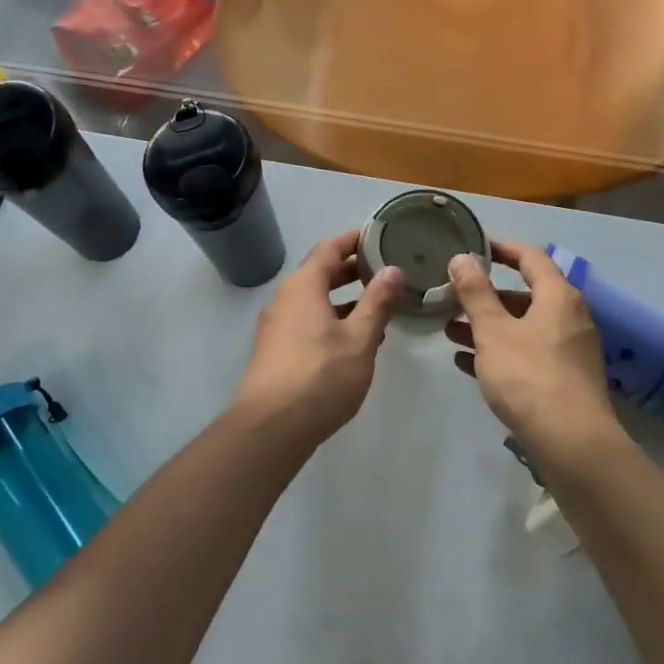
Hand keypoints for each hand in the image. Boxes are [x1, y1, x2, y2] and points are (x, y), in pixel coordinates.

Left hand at [231, 230, 406, 444]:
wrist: (270, 427)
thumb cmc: (320, 376)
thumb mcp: (359, 338)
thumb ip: (377, 302)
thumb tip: (393, 269)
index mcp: (303, 286)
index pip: (329, 248)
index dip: (353, 239)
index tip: (378, 235)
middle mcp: (285, 299)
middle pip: (320, 272)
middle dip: (351, 269)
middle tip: (384, 268)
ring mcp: (277, 326)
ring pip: (314, 300)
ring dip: (344, 298)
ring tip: (378, 304)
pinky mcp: (277, 350)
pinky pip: (307, 321)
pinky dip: (332, 319)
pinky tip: (356, 339)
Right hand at [446, 241, 623, 462]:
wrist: (572, 443)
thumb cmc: (529, 376)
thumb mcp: (493, 331)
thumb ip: (475, 293)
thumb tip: (462, 258)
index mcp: (558, 296)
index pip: (530, 257)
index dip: (501, 248)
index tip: (473, 247)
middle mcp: (569, 317)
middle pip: (525, 294)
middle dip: (486, 295)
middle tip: (453, 295)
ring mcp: (569, 350)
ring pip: (523, 327)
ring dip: (488, 326)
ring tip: (449, 330)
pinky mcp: (564, 379)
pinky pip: (527, 353)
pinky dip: (499, 351)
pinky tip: (466, 361)